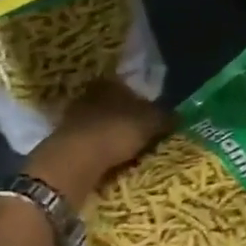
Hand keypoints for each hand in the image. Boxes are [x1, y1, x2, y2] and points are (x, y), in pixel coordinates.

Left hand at [27, 80, 171, 205]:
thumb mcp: (151, 123)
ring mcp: (73, 118)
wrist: (75, 160)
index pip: (128, 87)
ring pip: (100, 124)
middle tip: (143, 134)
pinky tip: (111, 161)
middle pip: (113, 105)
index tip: (153, 116)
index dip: (142, 101)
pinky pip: (90, 143)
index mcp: (110, 84)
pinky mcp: (64, 141)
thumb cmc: (116, 132)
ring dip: (112, 135)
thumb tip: (181, 115)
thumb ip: (166, 117)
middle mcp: (89, 95)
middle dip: (126, 118)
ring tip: (129, 152)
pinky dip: (100, 150)